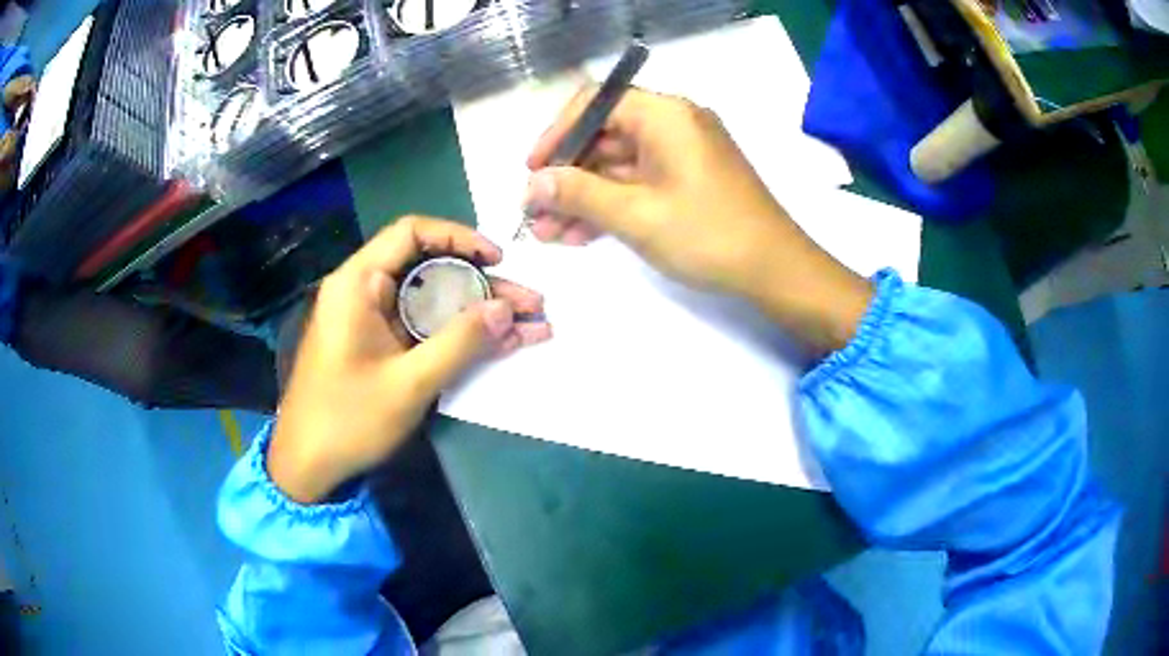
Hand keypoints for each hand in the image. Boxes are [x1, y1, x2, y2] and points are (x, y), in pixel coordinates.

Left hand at [268, 217, 550, 503]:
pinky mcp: (380, 345)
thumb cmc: (347, 420)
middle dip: (484, 285)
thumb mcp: (408, 384)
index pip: (411, 233)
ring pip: (433, 300)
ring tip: (530, 326)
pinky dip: (460, 334)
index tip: (497, 259)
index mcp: (358, 284)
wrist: (308, 465)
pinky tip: (500, 345)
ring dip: (479, 312)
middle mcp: (365, 291)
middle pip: (430, 269)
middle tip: (531, 303)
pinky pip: (424, 327)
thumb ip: (459, 343)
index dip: (459, 238)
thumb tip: (506, 309)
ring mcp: (373, 320)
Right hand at [524, 87, 871, 353]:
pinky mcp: (687, 180)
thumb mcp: (637, 215)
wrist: (776, 271)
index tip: (532, 169)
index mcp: (665, 114)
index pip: (596, 103)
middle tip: (534, 212)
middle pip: (604, 136)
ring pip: (618, 164)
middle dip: (566, 175)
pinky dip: (610, 204)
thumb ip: (579, 194)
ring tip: (548, 232)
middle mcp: (673, 124)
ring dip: (582, 196)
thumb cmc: (708, 234)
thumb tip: (534, 184)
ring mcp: (682, 153)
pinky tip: (579, 234)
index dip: (557, 133)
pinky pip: (639, 182)